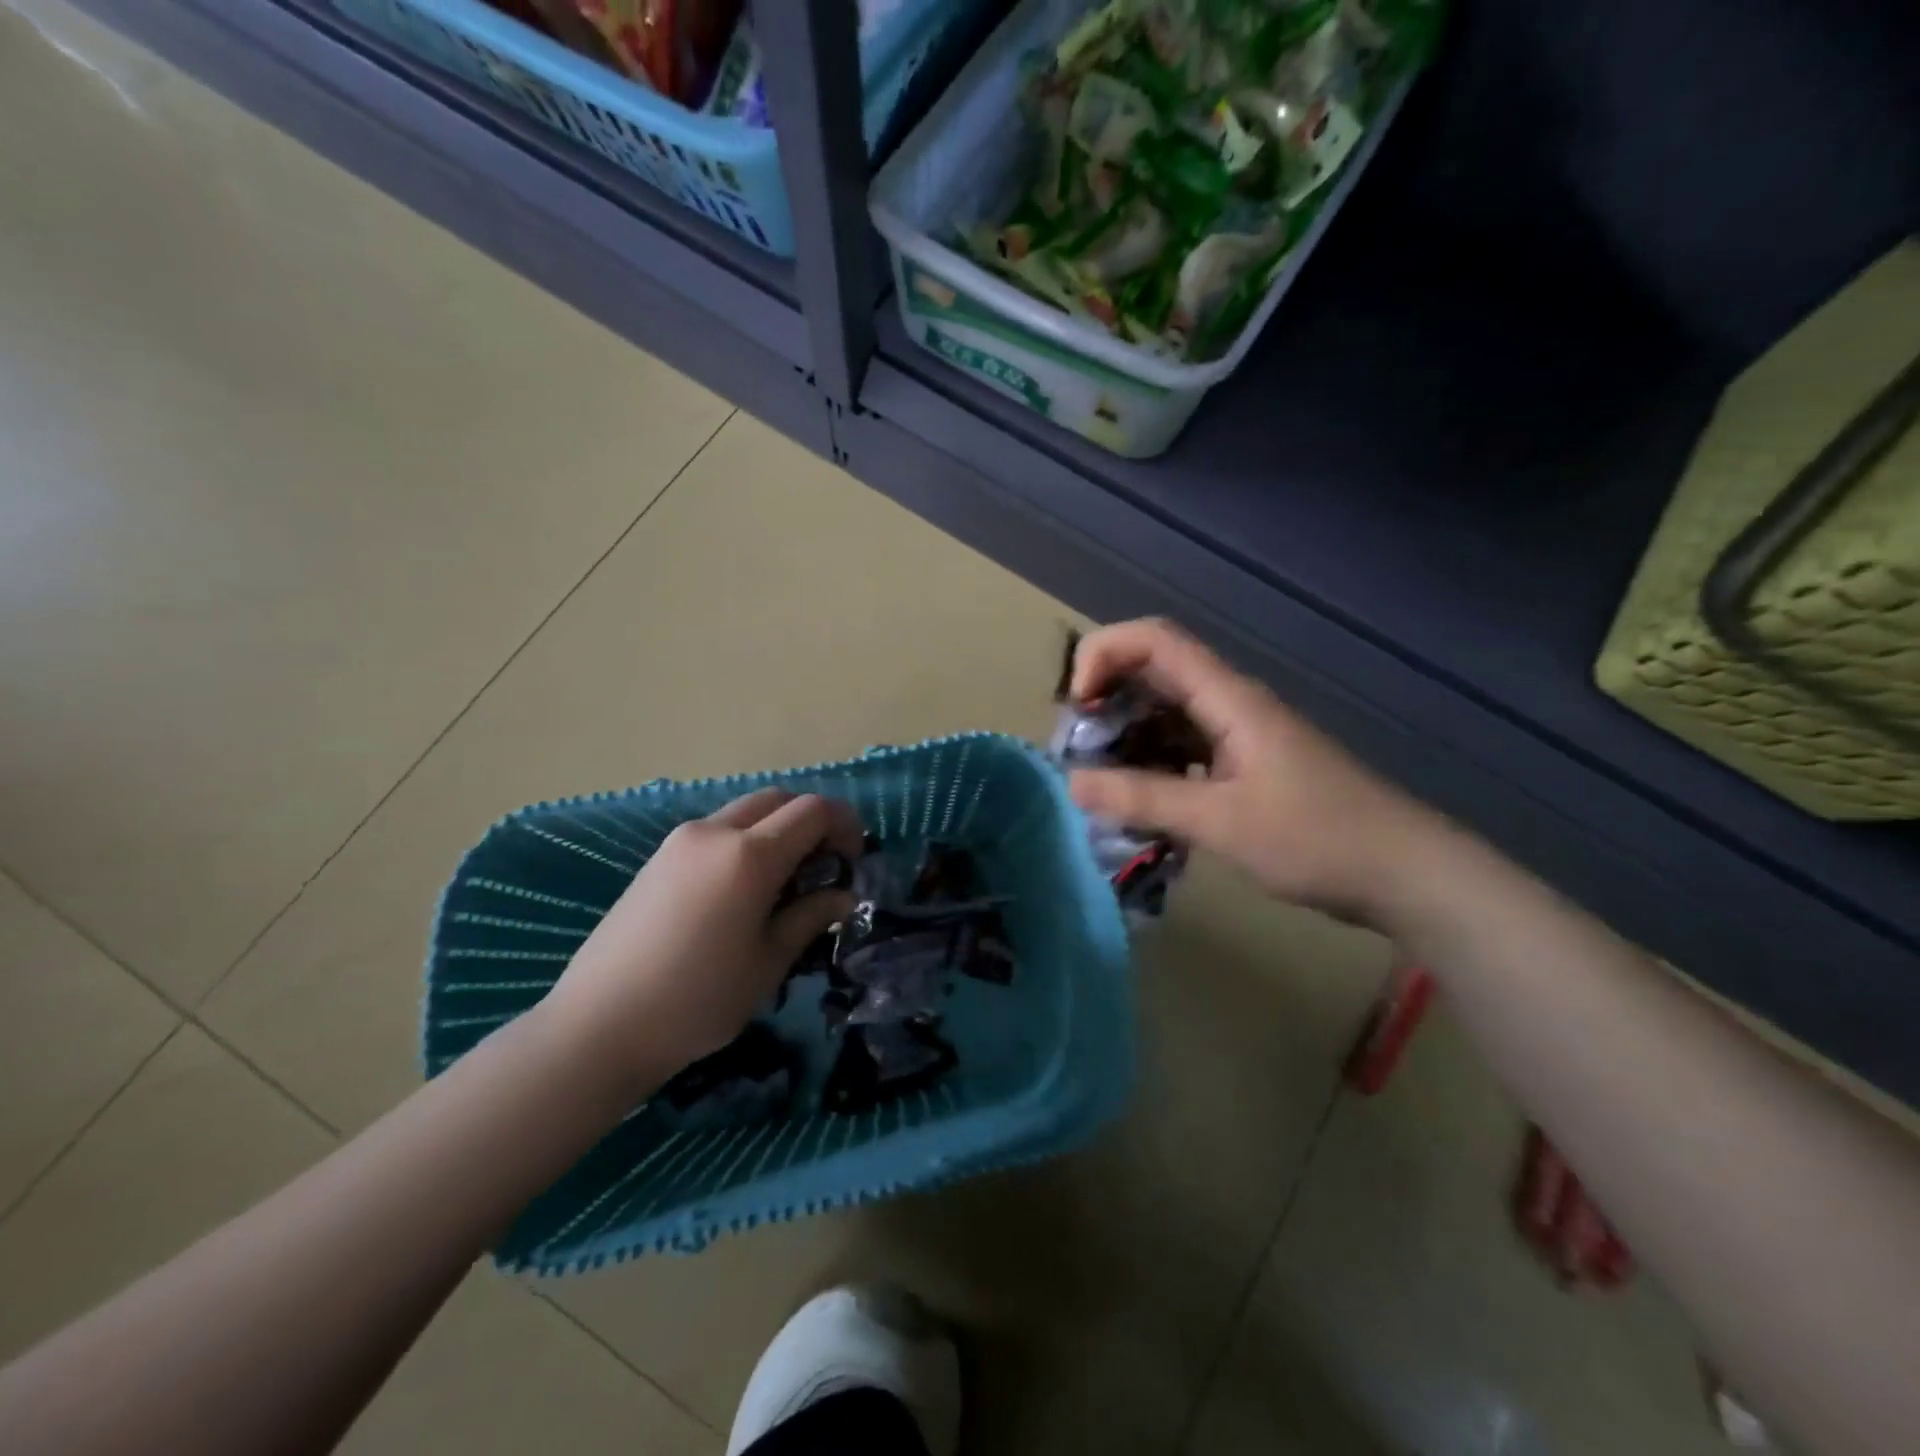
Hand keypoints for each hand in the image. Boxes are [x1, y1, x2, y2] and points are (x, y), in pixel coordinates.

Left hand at [540, 788, 863, 1095]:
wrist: (598, 1026)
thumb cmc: (697, 1000)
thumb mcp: (769, 962)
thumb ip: (810, 917)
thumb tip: (842, 895)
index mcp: (749, 855)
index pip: (813, 810)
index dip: (845, 824)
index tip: (854, 859)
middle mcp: (714, 832)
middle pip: (779, 799)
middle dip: (812, 820)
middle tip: (825, 864)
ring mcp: (680, 842)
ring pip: (745, 812)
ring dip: (777, 829)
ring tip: (785, 879)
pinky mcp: (658, 858)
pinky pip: (717, 831)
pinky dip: (745, 841)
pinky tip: (743, 889)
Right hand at [1067, 618, 1442, 923]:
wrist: (1404, 873)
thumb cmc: (1317, 838)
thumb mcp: (1219, 821)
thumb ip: (1142, 797)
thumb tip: (1072, 782)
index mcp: (1227, 698)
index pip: (1153, 639)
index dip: (1102, 655)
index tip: (1077, 707)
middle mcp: (1228, 704)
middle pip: (1152, 673)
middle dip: (1105, 703)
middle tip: (1079, 753)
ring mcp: (1238, 734)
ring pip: (1165, 714)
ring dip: (1126, 738)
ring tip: (1101, 783)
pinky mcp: (1244, 764)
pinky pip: (1183, 748)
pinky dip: (1152, 765)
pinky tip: (1140, 802)